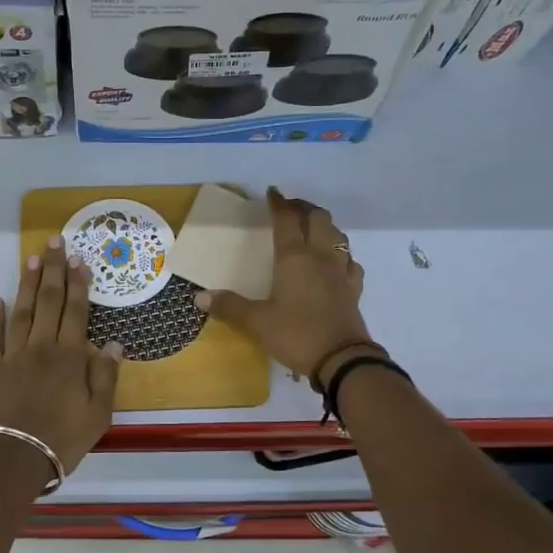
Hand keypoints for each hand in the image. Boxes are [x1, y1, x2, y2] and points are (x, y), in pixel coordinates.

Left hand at [0, 239, 122, 474]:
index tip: (79, 260)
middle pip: (48, 302)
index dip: (78, 285)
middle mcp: (42, 347)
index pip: (76, 312)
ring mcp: (13, 356)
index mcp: (70, 357)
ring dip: (27, 284)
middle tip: (55, 242)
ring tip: (31, 258)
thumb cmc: (62, 439)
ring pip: (21, 312)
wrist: (14, 458)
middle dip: (53, 270)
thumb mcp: (98, 414)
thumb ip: (106, 376)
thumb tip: (114, 343)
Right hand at [196, 188, 376, 383]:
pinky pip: (350, 261)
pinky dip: (341, 253)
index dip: (279, 203)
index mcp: (294, 258)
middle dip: (304, 208)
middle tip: (290, 208)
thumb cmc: (296, 334)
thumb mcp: (257, 322)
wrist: (342, 360)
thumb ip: (230, 306)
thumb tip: (199, 297)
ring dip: (325, 225)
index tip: (272, 192)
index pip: (287, 220)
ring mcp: (341, 271)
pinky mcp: (354, 288)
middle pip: (318, 218)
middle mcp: (320, 257)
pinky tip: (335, 262)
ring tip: (312, 228)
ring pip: (338, 235)